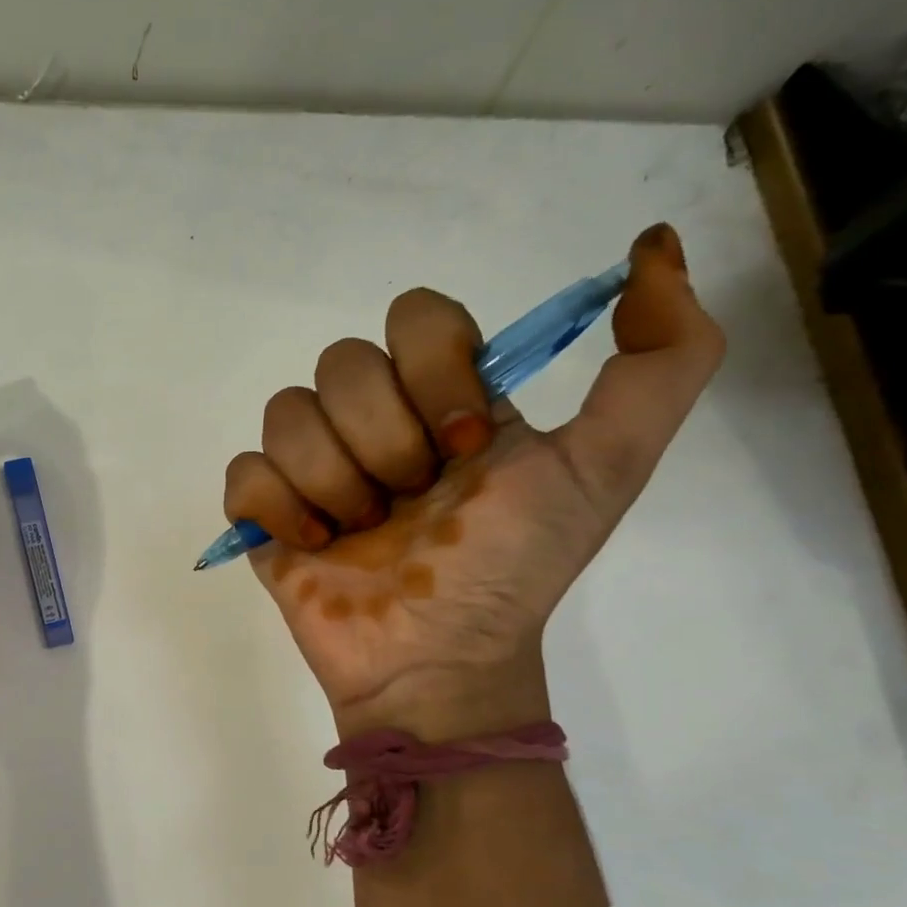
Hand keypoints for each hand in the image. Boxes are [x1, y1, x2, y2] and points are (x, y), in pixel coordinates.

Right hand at [223, 224, 724, 739]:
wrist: (438, 661)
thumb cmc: (513, 568)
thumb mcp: (607, 466)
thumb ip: (663, 359)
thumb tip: (653, 245)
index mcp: (443, 396)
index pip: (416, 316)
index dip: (433, 372)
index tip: (462, 448)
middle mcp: (374, 419)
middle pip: (343, 364)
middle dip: (384, 441)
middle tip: (411, 503)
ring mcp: (313, 466)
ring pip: (286, 413)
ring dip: (333, 481)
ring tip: (361, 533)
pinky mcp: (265, 513)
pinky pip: (243, 472)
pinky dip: (278, 508)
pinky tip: (313, 545)